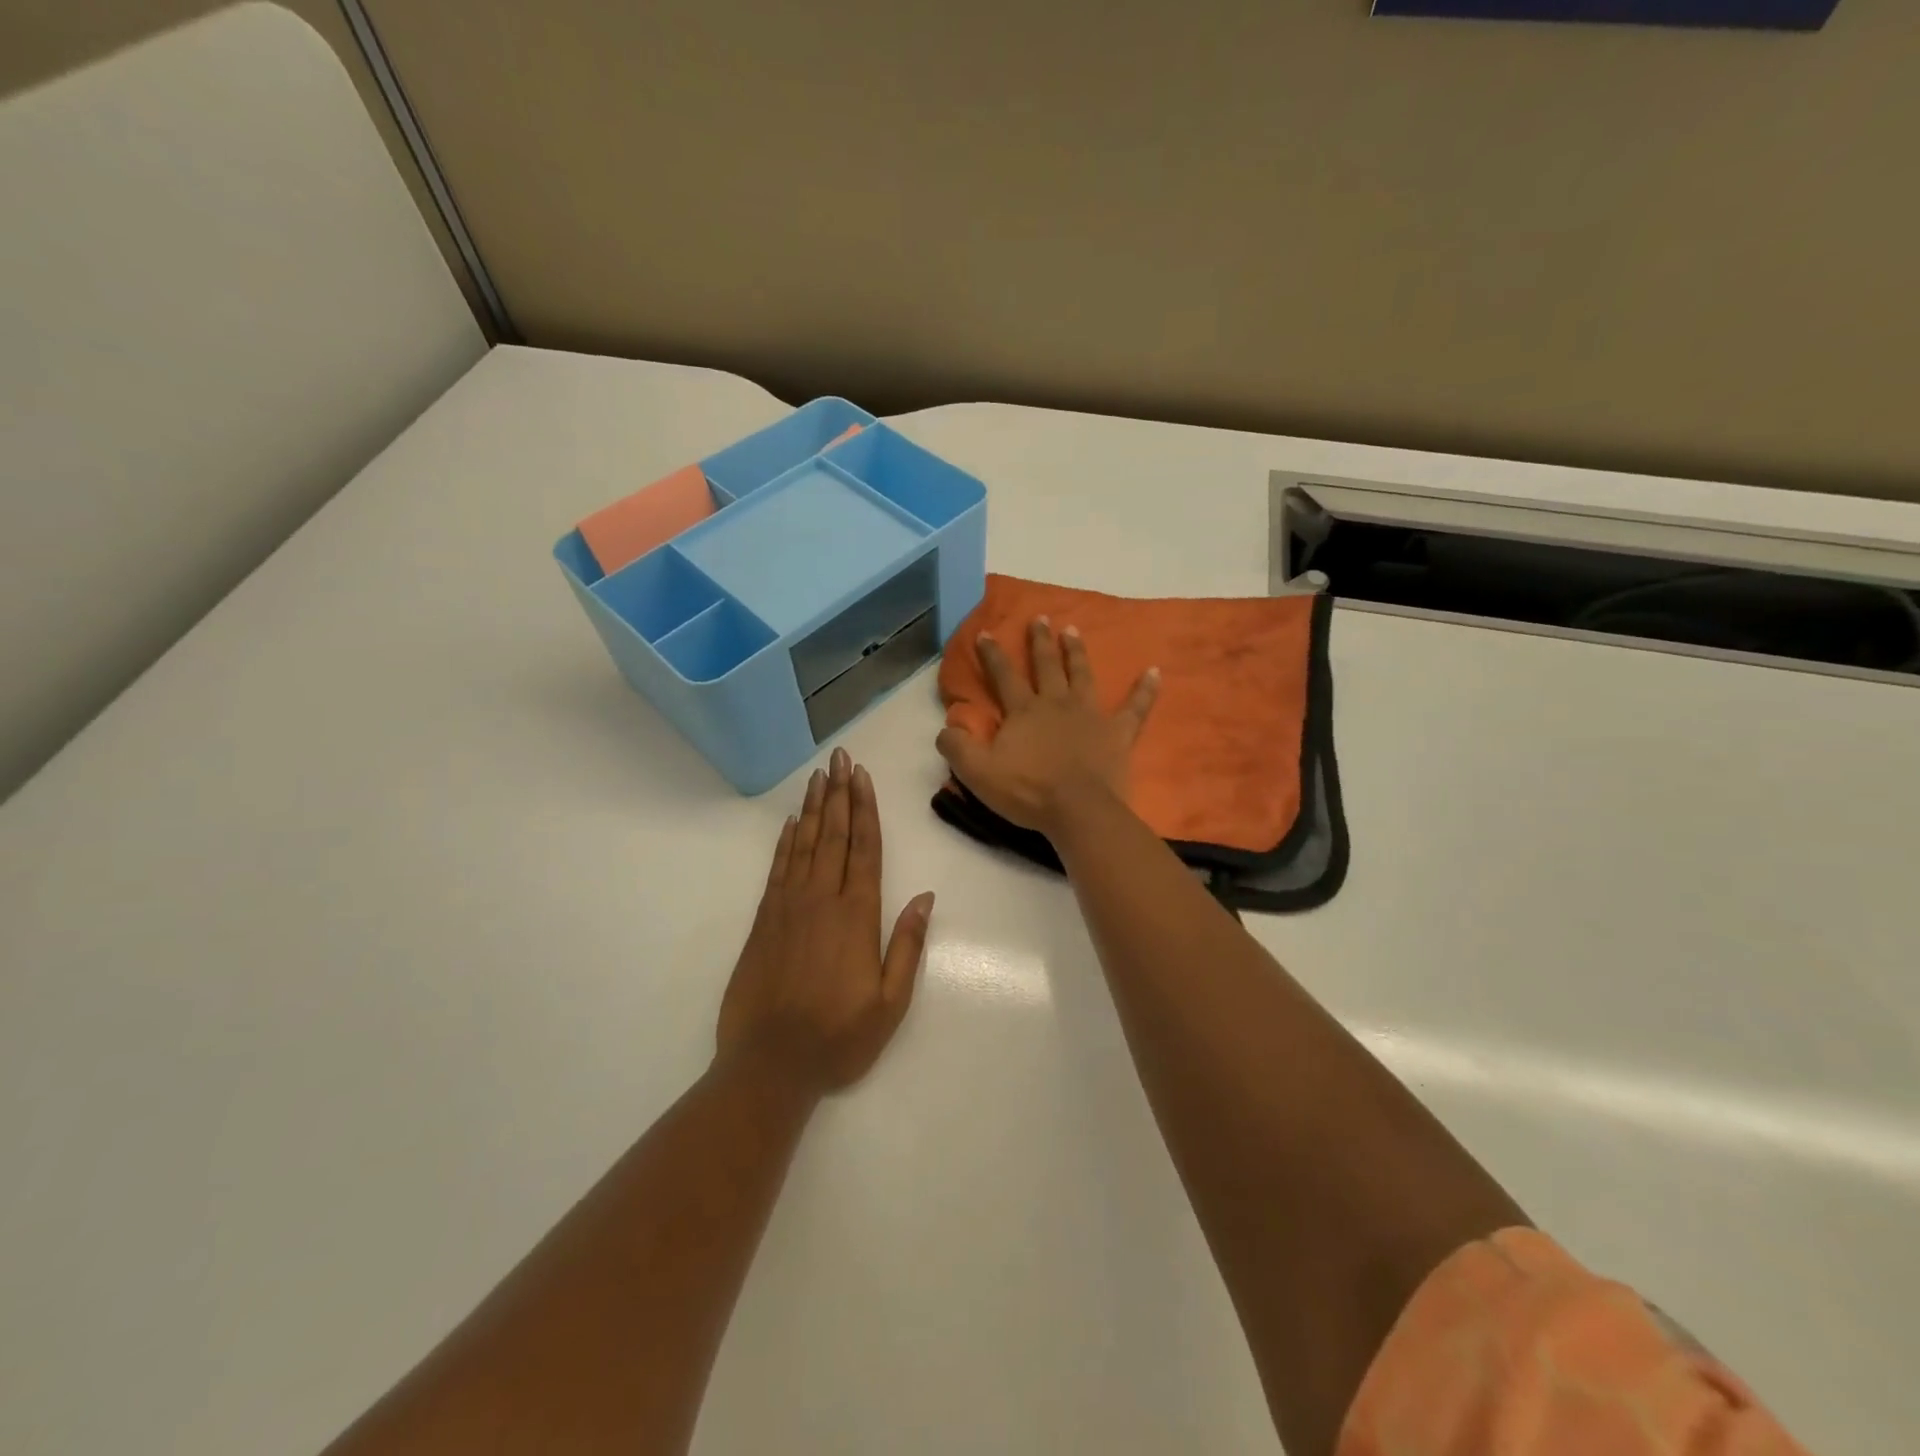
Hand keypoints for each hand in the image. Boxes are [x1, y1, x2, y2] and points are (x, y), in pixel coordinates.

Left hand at [717, 748, 933, 1095]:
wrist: (769, 1064)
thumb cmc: (838, 1037)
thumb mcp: (890, 1003)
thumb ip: (908, 946)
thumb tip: (925, 896)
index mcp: (857, 916)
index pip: (864, 849)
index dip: (865, 810)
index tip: (863, 777)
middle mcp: (822, 900)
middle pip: (833, 835)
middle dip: (839, 794)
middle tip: (841, 758)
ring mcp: (788, 907)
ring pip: (803, 844)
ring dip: (812, 808)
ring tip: (819, 776)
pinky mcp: (763, 921)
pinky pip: (777, 868)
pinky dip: (784, 842)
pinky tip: (790, 823)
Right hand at [936, 616, 1159, 837]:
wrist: (1077, 811)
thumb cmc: (1027, 791)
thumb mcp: (977, 773)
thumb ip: (957, 747)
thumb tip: (945, 729)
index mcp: (1024, 711)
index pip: (1004, 676)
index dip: (993, 654)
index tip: (986, 632)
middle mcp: (1056, 704)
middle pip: (1046, 666)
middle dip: (1040, 641)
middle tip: (1040, 618)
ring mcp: (1090, 715)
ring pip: (1082, 675)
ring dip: (1076, 652)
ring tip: (1073, 630)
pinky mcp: (1118, 733)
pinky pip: (1135, 707)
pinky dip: (1145, 690)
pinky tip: (1155, 672)